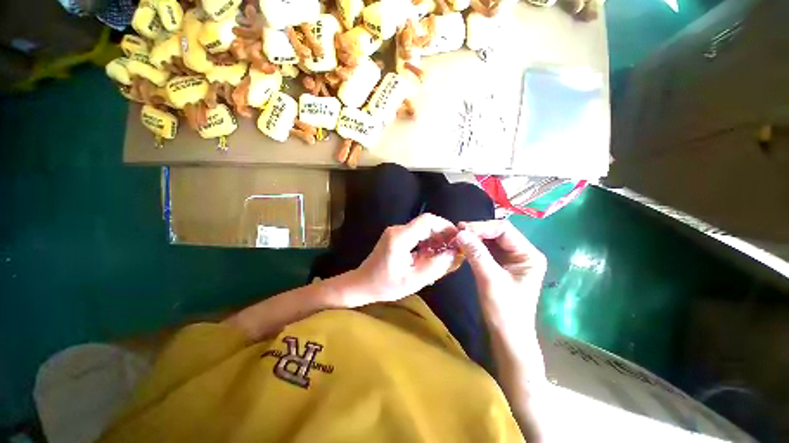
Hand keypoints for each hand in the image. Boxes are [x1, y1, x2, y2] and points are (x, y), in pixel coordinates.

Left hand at [351, 213, 459, 303]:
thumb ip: (435, 267)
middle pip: (426, 223)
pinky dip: (427, 241)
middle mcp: (398, 230)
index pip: (427, 221)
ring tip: (444, 253)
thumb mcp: (412, 281)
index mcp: (400, 238)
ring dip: (435, 237)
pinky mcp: (395, 236)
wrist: (362, 283)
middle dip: (442, 233)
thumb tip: (453, 254)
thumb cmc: (384, 285)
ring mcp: (395, 232)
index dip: (445, 226)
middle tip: (453, 248)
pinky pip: (416, 233)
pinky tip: (431, 254)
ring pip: (422, 228)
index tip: (457, 238)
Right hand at [455, 220, 546, 323]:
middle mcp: (523, 252)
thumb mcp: (490, 280)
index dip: (482, 227)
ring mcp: (512, 259)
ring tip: (457, 236)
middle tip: (457, 231)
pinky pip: (487, 249)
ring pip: (491, 240)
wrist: (508, 336)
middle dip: (477, 231)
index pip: (504, 230)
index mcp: (528, 254)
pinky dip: (475, 246)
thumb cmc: (504, 311)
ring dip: (475, 238)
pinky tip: (464, 245)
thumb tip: (460, 233)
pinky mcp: (502, 265)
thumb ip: (476, 254)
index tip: (461, 229)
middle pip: (498, 233)